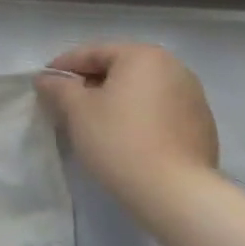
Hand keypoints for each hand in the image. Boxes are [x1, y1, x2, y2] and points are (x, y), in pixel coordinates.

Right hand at [37, 44, 219, 208]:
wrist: (175, 192)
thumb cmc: (119, 140)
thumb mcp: (77, 110)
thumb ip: (58, 87)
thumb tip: (46, 79)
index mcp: (143, 56)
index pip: (93, 53)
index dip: (63, 66)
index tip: (43, 83)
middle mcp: (174, 68)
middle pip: (120, 69)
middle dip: (90, 83)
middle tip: (64, 104)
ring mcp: (192, 97)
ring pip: (140, 91)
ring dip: (115, 101)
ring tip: (93, 123)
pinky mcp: (201, 127)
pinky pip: (159, 112)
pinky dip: (137, 117)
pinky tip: (124, 139)